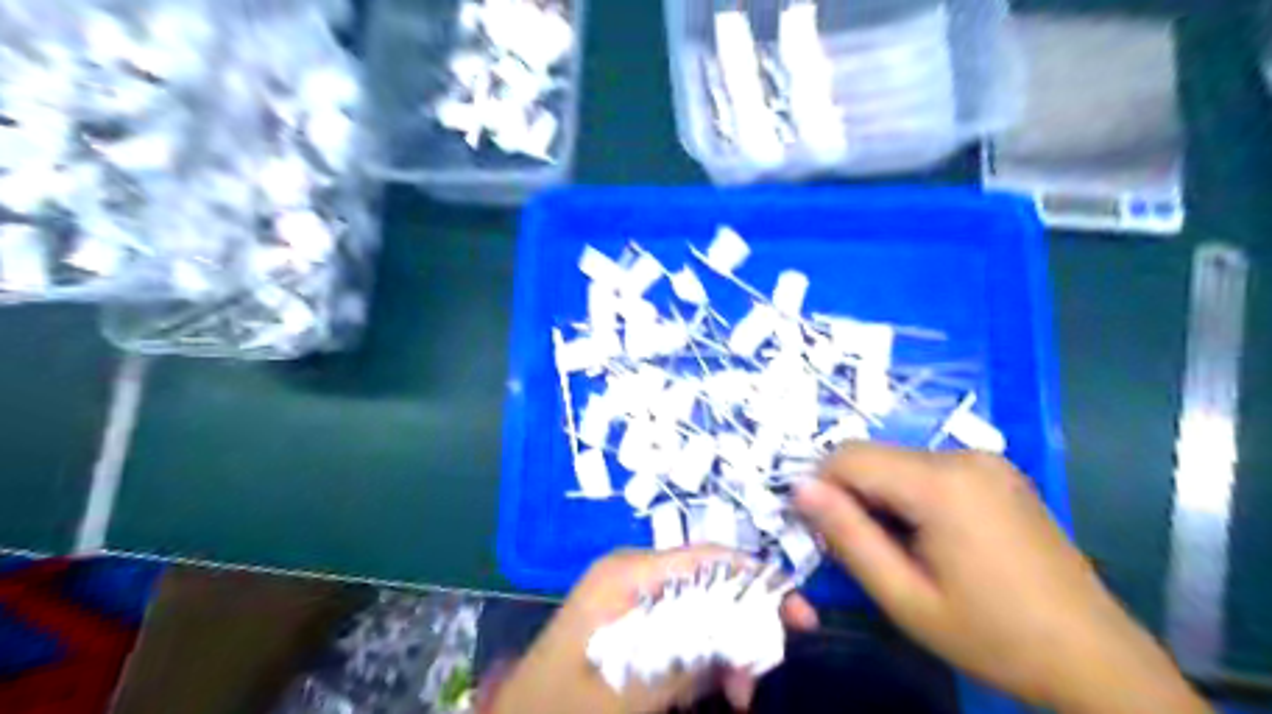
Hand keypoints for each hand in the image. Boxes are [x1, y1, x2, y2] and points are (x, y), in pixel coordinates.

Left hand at [489, 549, 815, 711]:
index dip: (757, 580)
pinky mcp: (634, 631)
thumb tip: (749, 635)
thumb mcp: (630, 687)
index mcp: (627, 574)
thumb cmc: (563, 707)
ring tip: (739, 698)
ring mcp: (632, 603)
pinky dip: (705, 663)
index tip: (800, 617)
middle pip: (709, 585)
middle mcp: (633, 577)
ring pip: (701, 614)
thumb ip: (689, 657)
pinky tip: (716, 693)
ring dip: (727, 652)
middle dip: (743, 625)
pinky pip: (683, 636)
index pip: (707, 558)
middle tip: (761, 676)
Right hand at [793, 446, 1205, 713]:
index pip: (847, 456)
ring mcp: (986, 460)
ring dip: (880, 496)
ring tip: (900, 549)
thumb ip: (847, 536)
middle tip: (864, 550)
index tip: (823, 532)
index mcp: (940, 483)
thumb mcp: (905, 597)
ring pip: (898, 461)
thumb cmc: (993, 636)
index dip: (821, 488)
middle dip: (852, 494)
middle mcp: (963, 455)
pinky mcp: (998, 472)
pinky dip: (910, 494)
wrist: (1095, 659)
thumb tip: (800, 488)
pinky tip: (930, 537)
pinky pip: (929, 469)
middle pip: (873, 456)